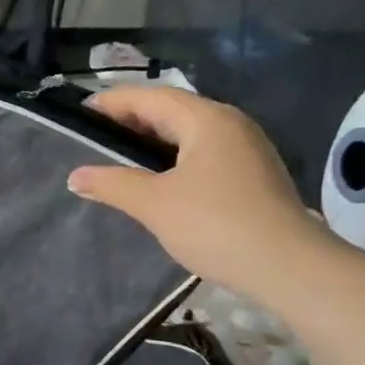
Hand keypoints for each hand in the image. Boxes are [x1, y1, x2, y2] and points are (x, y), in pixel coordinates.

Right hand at [67, 86, 339, 302]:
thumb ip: (112, 185)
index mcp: (207, 120)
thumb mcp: (154, 204)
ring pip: (188, 133)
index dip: (113, 102)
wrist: (288, 267)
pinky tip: (155, 179)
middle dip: (130, 119)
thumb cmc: (216, 225)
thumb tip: (75, 176)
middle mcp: (230, 125)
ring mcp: (245, 150)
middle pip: (171, 110)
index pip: (151, 97)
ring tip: (116, 157)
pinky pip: (201, 153)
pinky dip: (172, 157)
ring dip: (151, 140)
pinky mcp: (250, 175)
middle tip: (92, 136)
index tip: (80, 113)